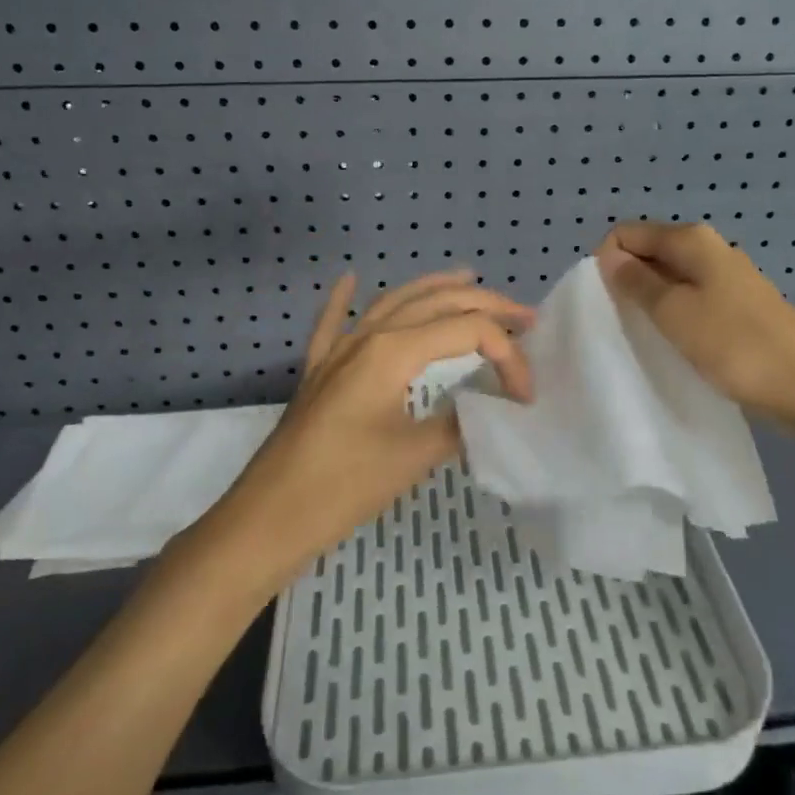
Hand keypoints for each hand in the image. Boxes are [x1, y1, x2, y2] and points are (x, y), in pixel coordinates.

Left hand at [215, 270, 533, 593]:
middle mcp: (367, 337)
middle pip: (435, 303)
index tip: (526, 395)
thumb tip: (489, 409)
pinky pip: (333, 323)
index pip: (467, 332)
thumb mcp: (414, 456)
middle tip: (524, 315)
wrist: (268, 517)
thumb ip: (460, 422)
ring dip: (433, 288)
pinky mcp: (319, 371)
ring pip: (392, 302)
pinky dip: (343, 299)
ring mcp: (338, 350)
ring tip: (467, 278)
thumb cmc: (344, 486)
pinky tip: (349, 278)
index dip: (507, 355)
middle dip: (485, 303)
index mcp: (393, 351)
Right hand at [595, 222, 794, 429]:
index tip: (611, 302)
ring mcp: (729, 276)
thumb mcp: (674, 313)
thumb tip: (608, 255)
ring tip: (652, 336)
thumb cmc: (735, 345)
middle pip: (650, 253)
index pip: (627, 234)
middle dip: (630, 281)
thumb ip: (636, 282)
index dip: (609, 263)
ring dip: (654, 302)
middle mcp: (710, 248)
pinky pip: (693, 298)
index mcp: (692, 240)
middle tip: (626, 322)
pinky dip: (679, 315)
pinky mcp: (741, 304)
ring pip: (672, 278)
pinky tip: (681, 343)